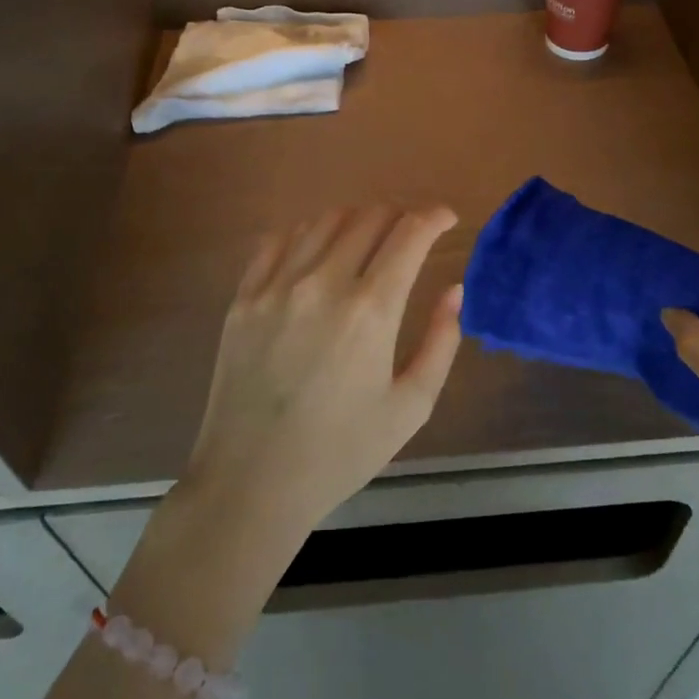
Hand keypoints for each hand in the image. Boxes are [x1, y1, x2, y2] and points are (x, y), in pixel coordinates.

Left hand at [181, 205, 464, 549]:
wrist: (252, 483)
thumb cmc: (341, 451)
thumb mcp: (411, 407)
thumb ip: (441, 341)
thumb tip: (454, 289)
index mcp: (371, 310)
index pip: (410, 233)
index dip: (435, 216)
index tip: (447, 219)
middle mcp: (323, 283)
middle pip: (369, 217)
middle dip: (400, 215)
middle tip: (411, 234)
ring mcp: (277, 286)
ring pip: (324, 221)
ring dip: (357, 219)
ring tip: (368, 239)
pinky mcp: (244, 297)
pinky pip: (279, 240)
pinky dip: (308, 233)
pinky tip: (317, 251)